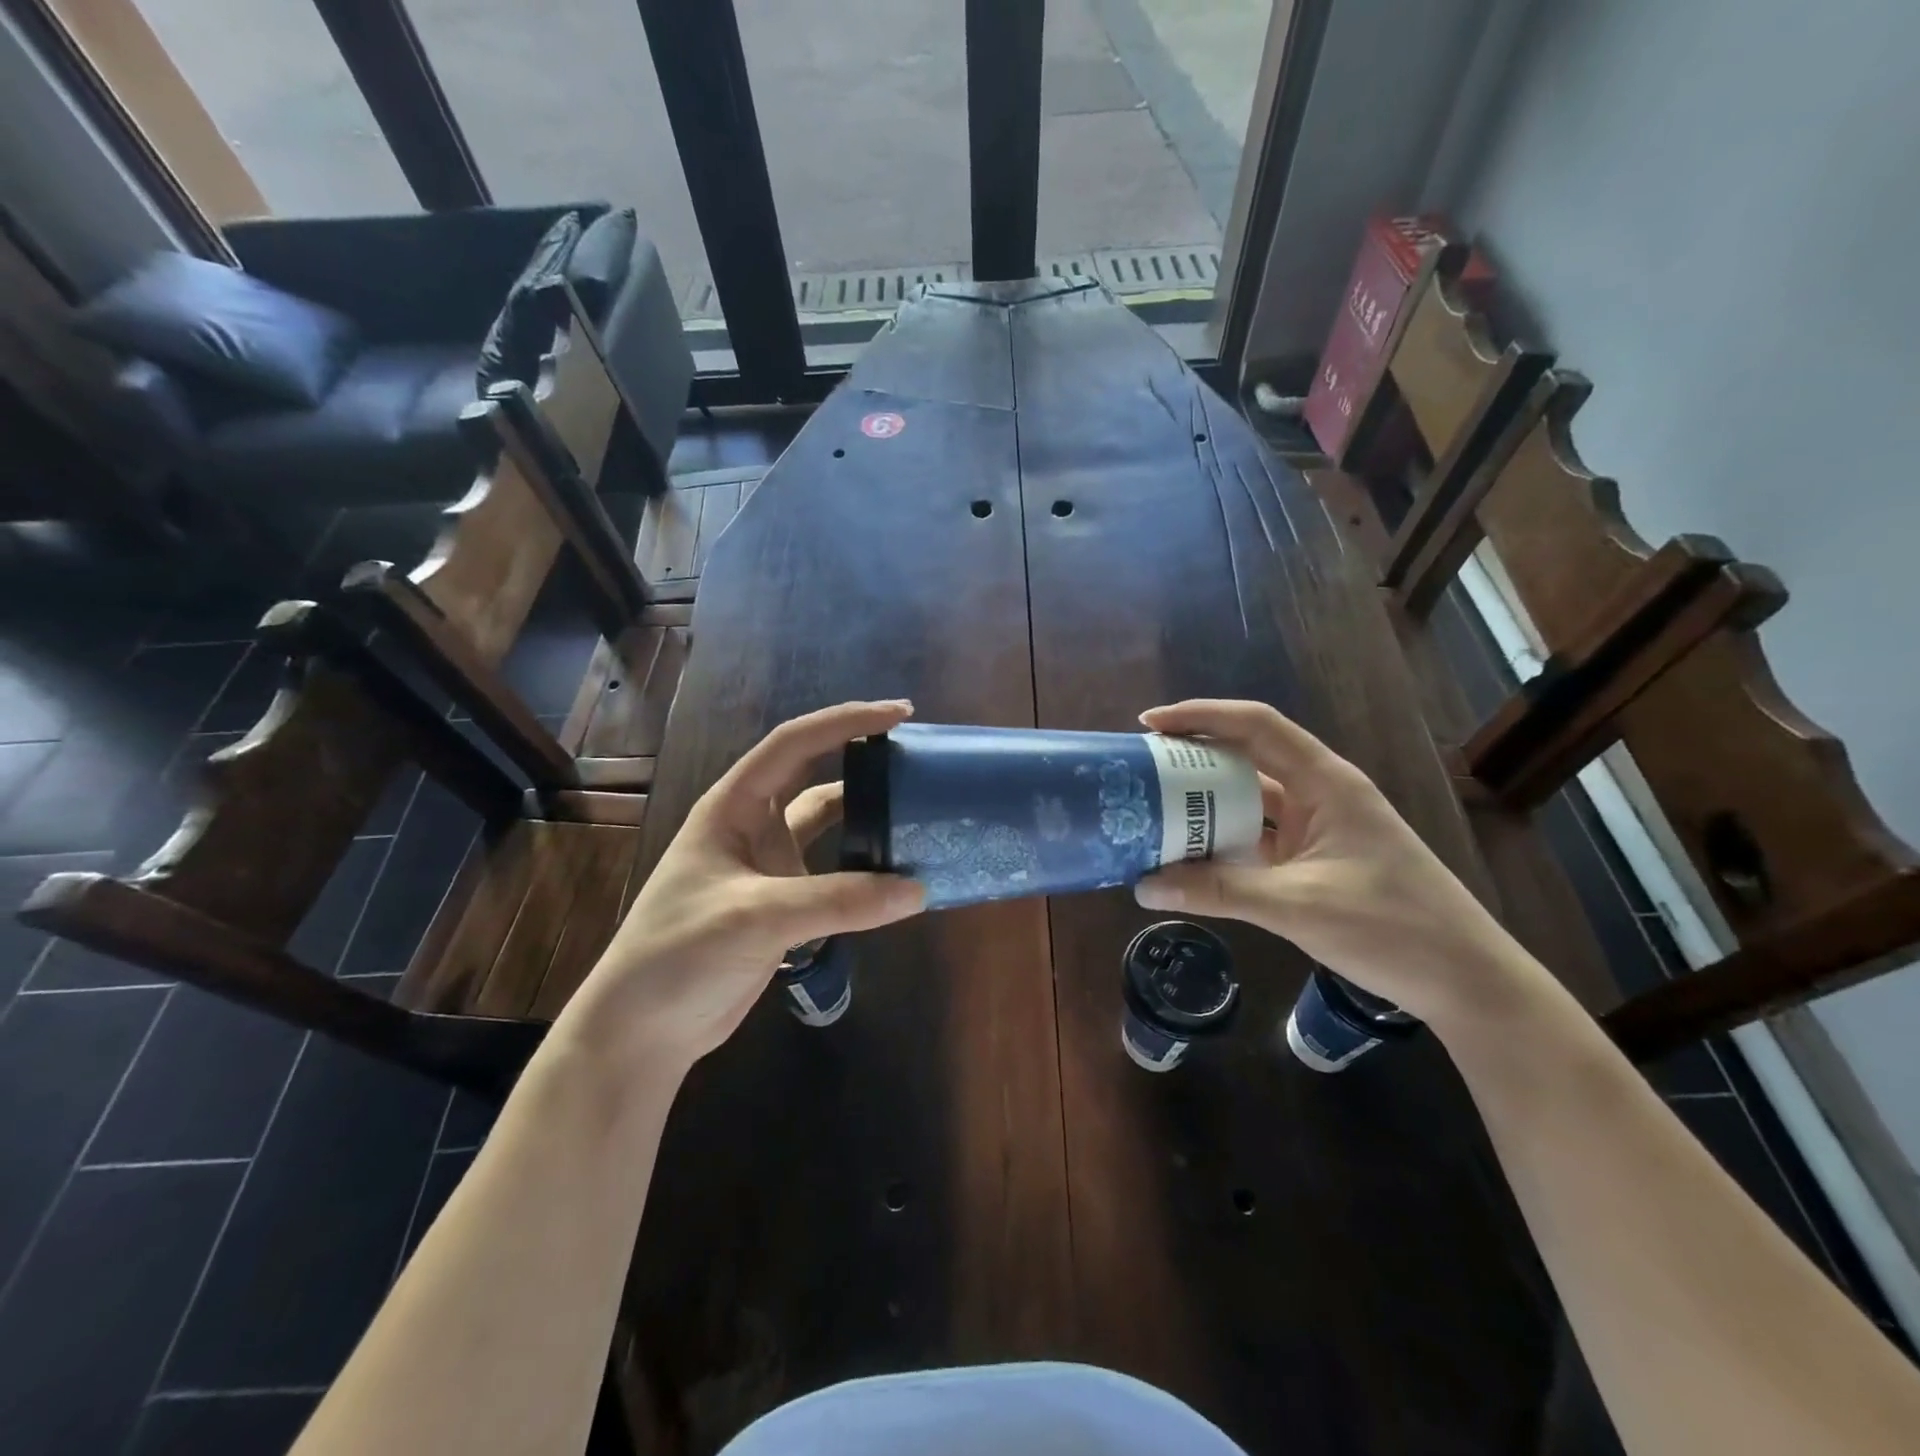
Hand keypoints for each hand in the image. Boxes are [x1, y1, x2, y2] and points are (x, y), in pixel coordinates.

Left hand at [563, 700, 925, 1073]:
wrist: (643, 1031)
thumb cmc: (680, 954)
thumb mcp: (757, 916)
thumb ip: (838, 900)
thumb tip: (917, 890)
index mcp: (733, 806)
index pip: (794, 744)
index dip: (845, 721)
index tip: (899, 713)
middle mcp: (754, 827)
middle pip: (815, 778)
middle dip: (862, 760)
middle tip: (916, 755)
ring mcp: (770, 867)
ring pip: (829, 828)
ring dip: (867, 819)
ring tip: (918, 812)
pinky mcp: (784, 906)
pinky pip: (835, 876)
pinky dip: (866, 872)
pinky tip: (898, 874)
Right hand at [1133, 699, 1527, 1024]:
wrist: (1465, 980)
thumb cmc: (1392, 928)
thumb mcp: (1297, 906)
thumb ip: (1219, 891)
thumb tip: (1144, 886)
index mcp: (1325, 783)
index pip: (1256, 726)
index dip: (1202, 716)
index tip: (1149, 723)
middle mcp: (1319, 794)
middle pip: (1247, 757)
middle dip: (1193, 757)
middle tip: (1141, 768)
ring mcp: (1318, 827)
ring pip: (1250, 800)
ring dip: (1205, 802)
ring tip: (1152, 807)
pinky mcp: (1314, 859)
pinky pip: (1257, 836)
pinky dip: (1222, 839)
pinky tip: (1188, 853)